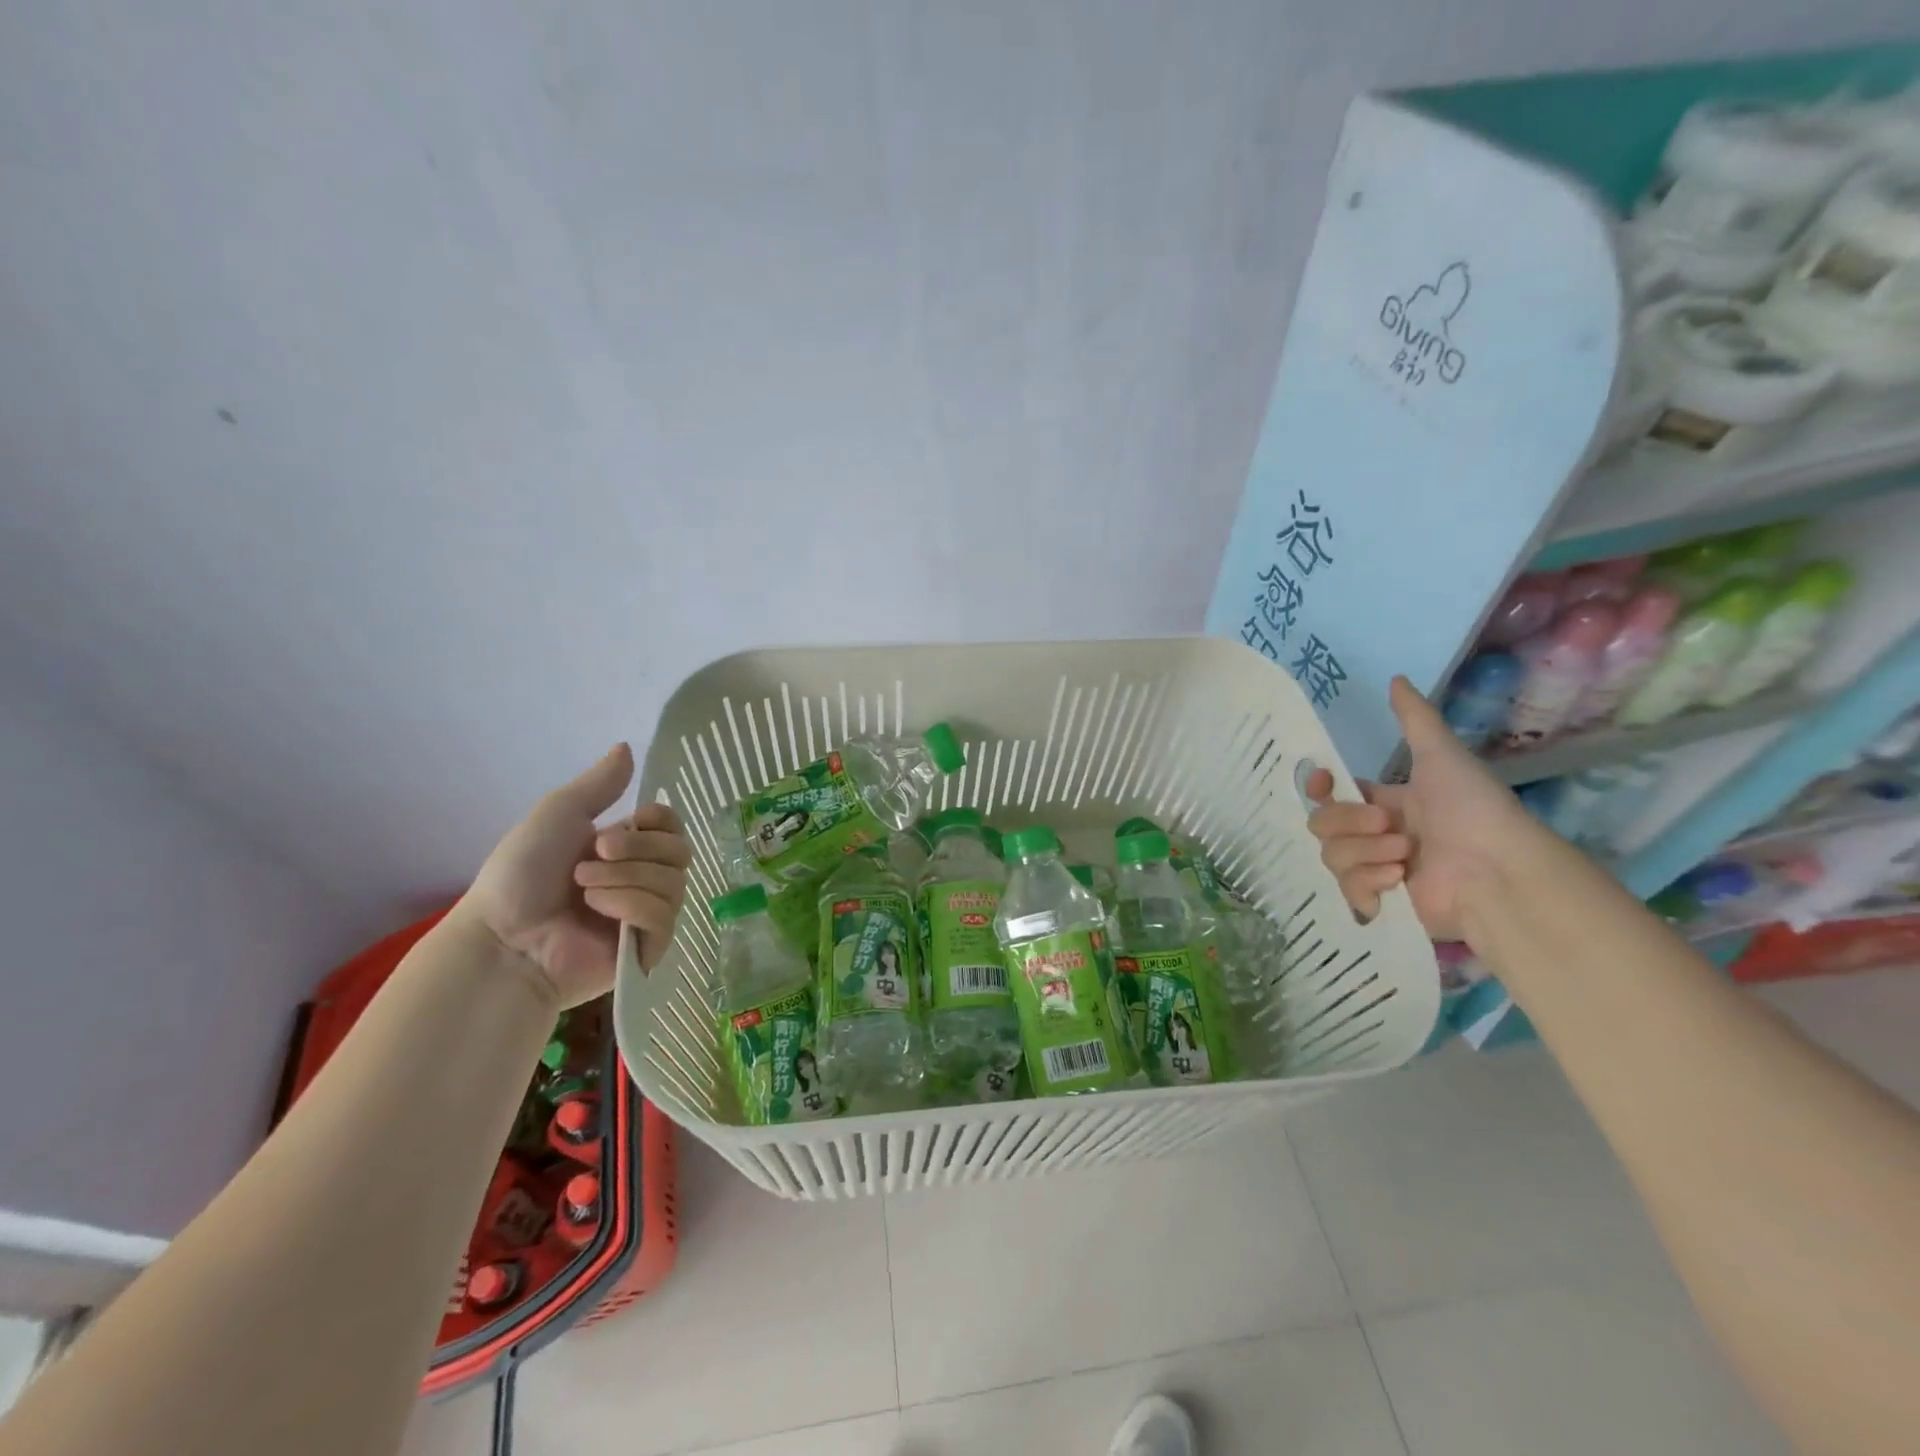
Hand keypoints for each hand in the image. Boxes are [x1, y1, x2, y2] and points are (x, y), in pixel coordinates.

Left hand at [450, 744, 692, 1006]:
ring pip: (673, 882)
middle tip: (595, 855)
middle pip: (679, 851)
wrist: (502, 937)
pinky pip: (664, 916)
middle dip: (638, 849)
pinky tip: (598, 911)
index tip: (631, 819)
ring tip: (584, 890)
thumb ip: (599, 783)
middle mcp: (642, 879)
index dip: (660, 821)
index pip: (674, 827)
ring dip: (626, 878)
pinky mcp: (648, 948)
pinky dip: (631, 906)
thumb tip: (627, 745)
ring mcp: (647, 915)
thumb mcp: (560, 814)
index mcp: (626, 849)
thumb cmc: (522, 874)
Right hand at [1305, 676, 1529, 939]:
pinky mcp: (1382, 904)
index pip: (1332, 793)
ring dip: (1365, 853)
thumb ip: (1414, 719)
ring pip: (1332, 856)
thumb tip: (1396, 678)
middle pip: (1323, 824)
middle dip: (1350, 823)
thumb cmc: (1472, 809)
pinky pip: (1347, 891)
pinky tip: (1397, 882)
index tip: (1322, 783)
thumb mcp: (1441, 756)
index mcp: (1385, 802)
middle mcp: (1376, 835)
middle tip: (1391, 826)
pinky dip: (1367, 884)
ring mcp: (1377, 870)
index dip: (1319, 788)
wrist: (1499, 871)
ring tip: (1404, 858)